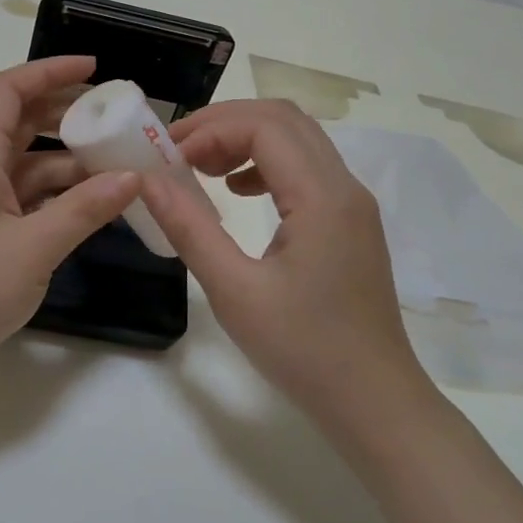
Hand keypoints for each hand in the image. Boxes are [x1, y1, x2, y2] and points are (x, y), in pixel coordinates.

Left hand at [0, 57, 140, 370]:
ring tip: (118, 168)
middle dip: (66, 114)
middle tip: (116, 119)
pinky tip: (90, 208)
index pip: (8, 90)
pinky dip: (56, 197)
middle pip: (19, 123)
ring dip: (67, 162)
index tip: (96, 70)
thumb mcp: (32, 249)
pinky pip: (22, 199)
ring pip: (25, 165)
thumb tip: (133, 177)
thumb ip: (84, 210)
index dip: (50, 71)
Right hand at [140, 100, 438, 440]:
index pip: (264, 127)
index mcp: (323, 197)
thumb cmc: (304, 351)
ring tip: (202, 169)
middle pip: (284, 119)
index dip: (210, 129)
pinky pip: (307, 169)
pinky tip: (238, 193)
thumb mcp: (235, 292)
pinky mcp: (350, 223)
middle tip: (178, 151)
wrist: (375, 402)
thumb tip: (147, 180)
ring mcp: (353, 205)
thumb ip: (190, 228)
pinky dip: (266, 164)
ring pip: (298, 140)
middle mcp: (345, 187)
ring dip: (247, 140)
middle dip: (225, 123)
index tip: (167, 157)